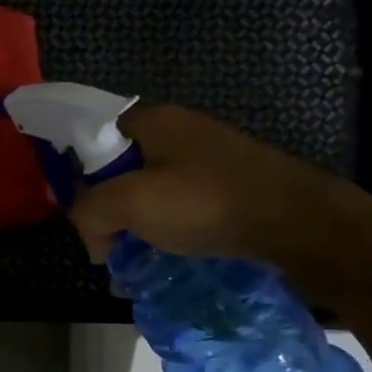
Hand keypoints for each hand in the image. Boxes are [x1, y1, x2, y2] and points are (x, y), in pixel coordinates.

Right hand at [68, 104, 363, 269]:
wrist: (295, 222)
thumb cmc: (206, 203)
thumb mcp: (130, 204)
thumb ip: (89, 212)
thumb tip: (91, 236)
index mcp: (151, 120)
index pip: (90, 139)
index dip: (76, 177)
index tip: (81, 216)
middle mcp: (177, 129)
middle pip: (117, 166)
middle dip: (105, 206)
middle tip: (108, 242)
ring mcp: (204, 154)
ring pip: (146, 186)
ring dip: (134, 220)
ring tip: (136, 251)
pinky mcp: (225, 181)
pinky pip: (176, 200)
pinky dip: (164, 224)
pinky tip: (168, 247)